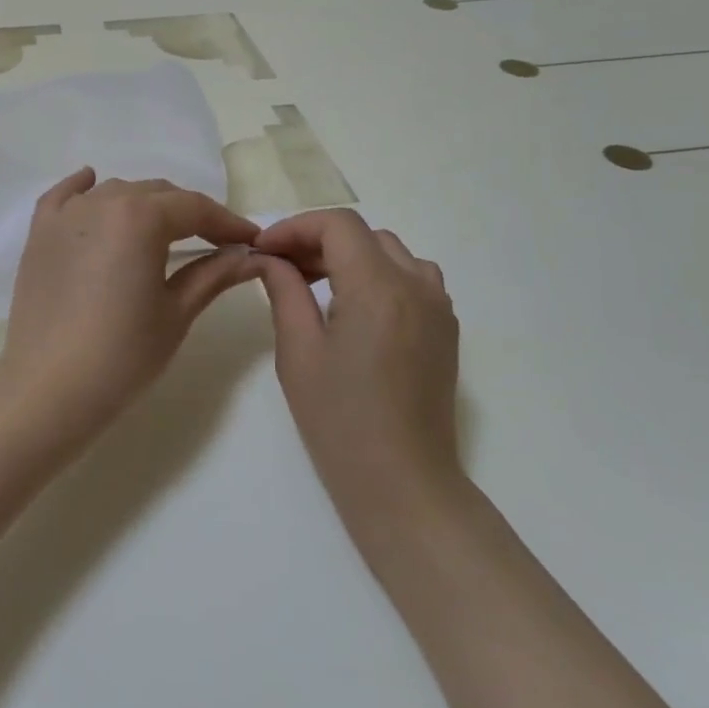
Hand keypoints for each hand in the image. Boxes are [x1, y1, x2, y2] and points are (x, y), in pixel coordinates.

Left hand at [0, 168, 260, 441]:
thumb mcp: (176, 313)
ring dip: (144, 204)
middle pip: (156, 194)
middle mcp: (102, 202)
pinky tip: (92, 184)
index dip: (227, 222)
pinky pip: (64, 196)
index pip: (195, 208)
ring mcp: (66, 215)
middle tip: (214, 241)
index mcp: (140, 217)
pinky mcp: (39, 233)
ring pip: (115, 193)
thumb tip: (248, 256)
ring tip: (163, 230)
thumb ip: (213, 274)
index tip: (250, 240)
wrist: (49, 387)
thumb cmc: (122, 354)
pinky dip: (83, 189)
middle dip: (189, 213)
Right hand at [255, 210, 462, 529]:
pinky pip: (412, 277)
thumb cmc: (339, 420)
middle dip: (317, 240)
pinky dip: (378, 274)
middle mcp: (417, 285)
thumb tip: (269, 258)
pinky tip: (353, 306)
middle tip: (280, 267)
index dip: (294, 228)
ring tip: (315, 283)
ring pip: (390, 252)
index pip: (337, 225)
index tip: (263, 250)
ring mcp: (439, 306)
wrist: (403, 482)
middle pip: (363, 234)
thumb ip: (284, 290)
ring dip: (350, 255)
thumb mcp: (298, 351)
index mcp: (378, 288)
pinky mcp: (445, 328)